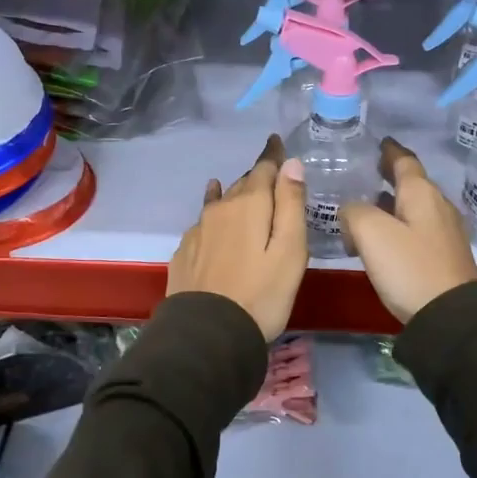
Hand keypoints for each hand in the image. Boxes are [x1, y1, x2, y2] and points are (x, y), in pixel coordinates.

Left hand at [166, 135, 308, 340]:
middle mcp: (220, 209)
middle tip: (270, 177)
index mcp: (249, 205)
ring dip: (234, 195)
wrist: (207, 335)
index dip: (273, 155)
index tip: (277, 142)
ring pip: (220, 203)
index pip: (264, 168)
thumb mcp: (290, 250)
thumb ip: (291, 204)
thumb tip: (291, 164)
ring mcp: (198, 230)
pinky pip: (204, 223)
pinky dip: (214, 216)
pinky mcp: (185, 252)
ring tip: (241, 192)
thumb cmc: (262, 294)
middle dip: (257, 178)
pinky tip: (212, 221)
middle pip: (242, 184)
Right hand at [340, 137, 476, 323]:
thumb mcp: (371, 232)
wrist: (451, 317)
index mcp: (422, 193)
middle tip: (367, 171)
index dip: (389, 150)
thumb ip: (354, 211)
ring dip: (392, 203)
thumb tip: (351, 210)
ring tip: (367, 205)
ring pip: (414, 207)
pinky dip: (398, 224)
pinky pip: (417, 229)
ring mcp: (444, 232)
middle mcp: (437, 206)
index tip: (379, 142)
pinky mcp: (444, 256)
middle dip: (390, 175)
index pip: (404, 161)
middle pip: (412, 183)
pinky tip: (383, 238)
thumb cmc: (410, 267)